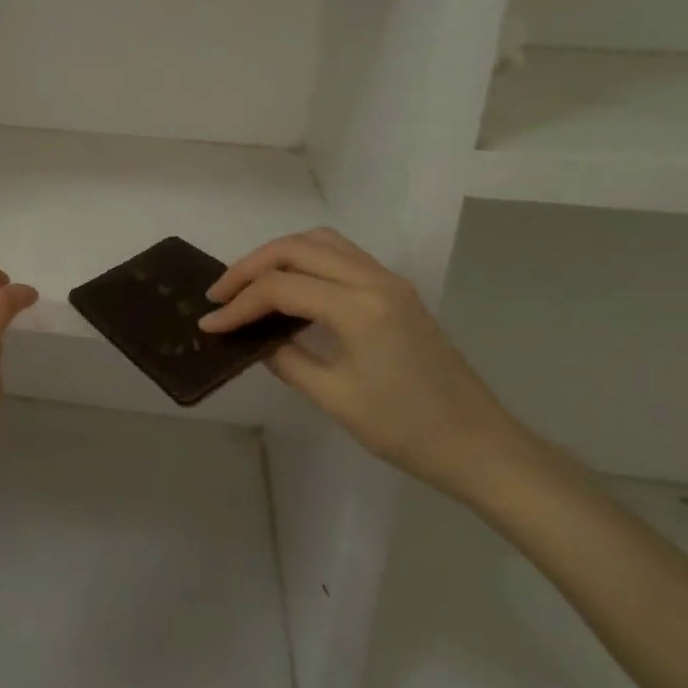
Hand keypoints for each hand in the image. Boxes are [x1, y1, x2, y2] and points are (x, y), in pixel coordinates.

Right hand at [200, 229, 526, 498]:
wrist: (479, 445)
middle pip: (296, 248)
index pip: (281, 288)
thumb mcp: (335, 397)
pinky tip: (291, 289)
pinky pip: (341, 255)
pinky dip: (306, 261)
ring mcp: (388, 280)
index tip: (208, 324)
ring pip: (320, 242)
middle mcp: (373, 279)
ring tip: (250, 286)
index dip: (239, 304)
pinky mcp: (395, 290)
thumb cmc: (406, 430)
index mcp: (359, 307)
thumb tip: (254, 339)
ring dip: (278, 256)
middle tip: (220, 295)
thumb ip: (286, 359)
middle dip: (250, 267)